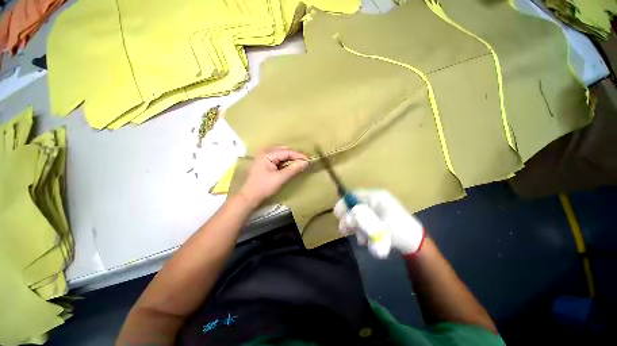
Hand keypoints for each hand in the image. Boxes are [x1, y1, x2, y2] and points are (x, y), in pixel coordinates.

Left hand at [238, 147, 308, 206]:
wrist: (249, 197)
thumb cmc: (263, 187)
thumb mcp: (280, 178)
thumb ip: (294, 169)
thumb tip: (306, 162)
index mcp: (267, 154)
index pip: (287, 151)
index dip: (299, 155)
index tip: (309, 160)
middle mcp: (265, 152)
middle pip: (284, 150)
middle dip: (295, 156)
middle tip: (305, 162)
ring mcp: (264, 157)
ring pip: (281, 154)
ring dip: (290, 159)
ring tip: (299, 164)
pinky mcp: (265, 163)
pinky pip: (278, 159)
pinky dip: (285, 162)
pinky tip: (290, 167)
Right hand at [334, 190, 424, 257]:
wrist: (415, 243)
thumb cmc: (398, 231)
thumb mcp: (378, 226)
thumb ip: (360, 221)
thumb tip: (345, 219)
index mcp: (376, 197)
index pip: (355, 195)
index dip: (344, 203)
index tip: (337, 213)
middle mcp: (375, 201)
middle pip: (355, 205)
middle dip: (349, 218)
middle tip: (343, 230)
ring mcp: (377, 210)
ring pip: (359, 215)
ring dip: (356, 227)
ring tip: (360, 239)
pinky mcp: (378, 218)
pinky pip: (365, 222)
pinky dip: (363, 230)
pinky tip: (365, 239)